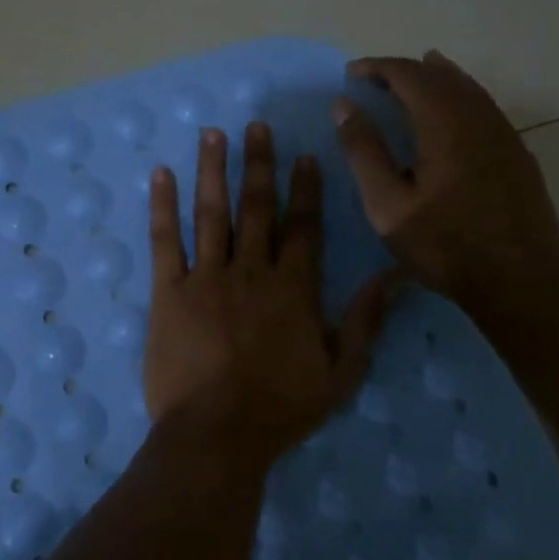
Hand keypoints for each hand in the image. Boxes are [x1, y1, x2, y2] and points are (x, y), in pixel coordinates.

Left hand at [144, 123, 395, 473]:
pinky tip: (161, 174)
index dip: (305, 189)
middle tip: (256, 126)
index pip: (303, 226)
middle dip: (258, 164)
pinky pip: (164, 240)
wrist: (216, 434)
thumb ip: (367, 321)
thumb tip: (398, 276)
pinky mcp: (167, 291)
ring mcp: (206, 277)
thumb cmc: (280, 409)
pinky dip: (162, 205)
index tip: (305, 155)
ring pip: (211, 212)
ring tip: (213, 134)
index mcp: (293, 288)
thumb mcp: (341, 373)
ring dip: (213, 170)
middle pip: (257, 207)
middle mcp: (251, 270)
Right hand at [332, 51, 558, 321]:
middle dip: (403, 71)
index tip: (350, 74)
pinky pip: (484, 106)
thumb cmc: (446, 246)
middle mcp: (478, 118)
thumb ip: (364, 152)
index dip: (377, 67)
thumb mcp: (388, 206)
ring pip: (467, 88)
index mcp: (445, 124)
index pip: (408, 75)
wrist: (523, 281)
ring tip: (410, 79)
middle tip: (373, 80)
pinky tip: (450, 113)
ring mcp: (504, 134)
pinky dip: (458, 96)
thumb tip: (344, 106)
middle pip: (440, 75)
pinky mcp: (517, 153)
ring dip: (434, 78)